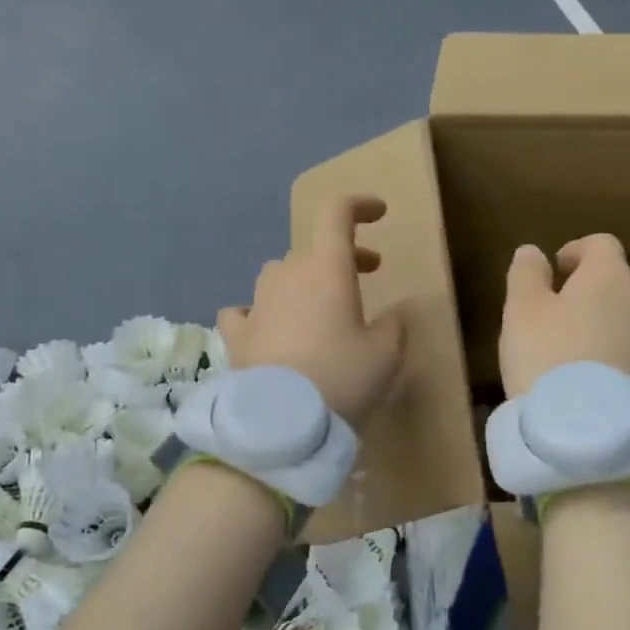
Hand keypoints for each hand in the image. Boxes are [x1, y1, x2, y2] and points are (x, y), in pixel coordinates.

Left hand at [217, 195, 406, 426]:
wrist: (280, 424)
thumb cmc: (341, 379)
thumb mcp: (386, 355)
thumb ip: (393, 325)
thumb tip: (390, 317)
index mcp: (326, 268)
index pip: (337, 212)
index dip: (360, 205)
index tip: (379, 214)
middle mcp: (287, 274)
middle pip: (314, 249)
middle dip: (343, 255)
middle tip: (368, 272)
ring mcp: (257, 303)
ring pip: (279, 275)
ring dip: (303, 281)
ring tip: (320, 306)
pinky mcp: (236, 334)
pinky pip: (246, 310)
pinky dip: (261, 313)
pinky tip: (268, 329)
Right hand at [500, 235, 629, 396]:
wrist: (596, 436)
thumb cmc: (549, 358)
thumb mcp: (522, 312)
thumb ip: (527, 275)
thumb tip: (533, 251)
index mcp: (611, 277)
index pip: (602, 244)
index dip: (577, 251)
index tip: (557, 269)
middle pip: (618, 285)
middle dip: (591, 295)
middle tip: (558, 320)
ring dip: (607, 329)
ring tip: (575, 357)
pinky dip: (617, 360)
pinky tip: (593, 385)